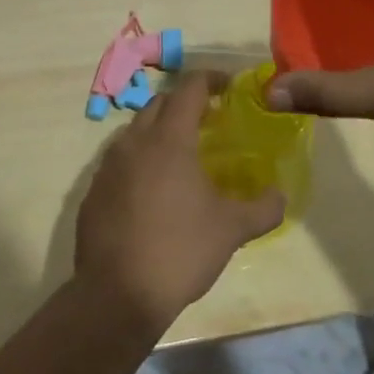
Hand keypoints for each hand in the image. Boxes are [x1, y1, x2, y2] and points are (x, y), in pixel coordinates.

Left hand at [75, 73, 285, 330]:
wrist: (117, 294)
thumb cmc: (180, 251)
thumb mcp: (232, 230)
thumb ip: (263, 208)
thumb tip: (280, 196)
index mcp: (169, 140)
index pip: (189, 88)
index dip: (211, 79)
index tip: (229, 86)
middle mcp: (134, 142)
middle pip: (159, 104)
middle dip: (184, 103)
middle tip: (209, 120)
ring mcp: (107, 166)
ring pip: (135, 131)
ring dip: (159, 131)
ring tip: (181, 155)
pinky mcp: (92, 191)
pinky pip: (118, 161)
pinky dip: (139, 161)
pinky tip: (152, 190)